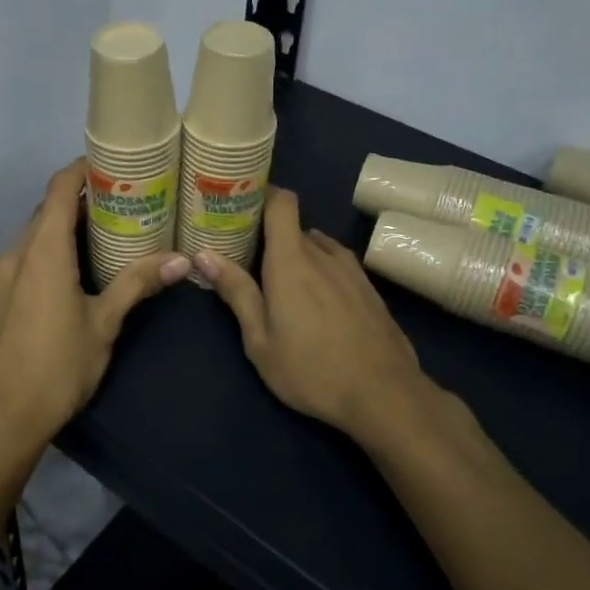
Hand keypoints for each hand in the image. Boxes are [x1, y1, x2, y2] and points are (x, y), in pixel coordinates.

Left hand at [0, 159, 190, 455]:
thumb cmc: (58, 367)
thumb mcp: (104, 323)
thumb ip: (137, 284)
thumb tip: (181, 260)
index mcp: (43, 251)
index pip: (59, 189)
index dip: (80, 170)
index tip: (106, 167)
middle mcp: (13, 256)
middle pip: (43, 215)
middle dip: (75, 208)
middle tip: (113, 213)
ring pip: (27, 244)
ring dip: (55, 239)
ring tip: (90, 250)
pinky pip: (14, 272)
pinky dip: (36, 266)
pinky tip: (54, 294)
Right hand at [197, 187, 430, 440]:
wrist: (385, 395)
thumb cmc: (311, 370)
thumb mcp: (260, 340)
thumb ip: (236, 293)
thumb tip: (204, 254)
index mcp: (291, 260)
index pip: (282, 202)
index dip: (263, 195)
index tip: (242, 207)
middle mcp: (323, 254)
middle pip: (294, 228)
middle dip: (271, 238)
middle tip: (249, 260)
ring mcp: (352, 270)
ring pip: (318, 247)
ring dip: (299, 256)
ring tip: (284, 284)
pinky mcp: (370, 289)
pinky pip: (338, 266)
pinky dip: (322, 271)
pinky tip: (318, 302)